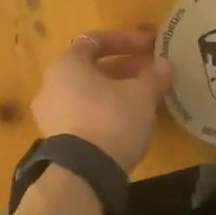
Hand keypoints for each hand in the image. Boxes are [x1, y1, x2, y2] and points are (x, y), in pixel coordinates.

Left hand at [32, 29, 173, 171]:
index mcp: (67, 65)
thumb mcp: (141, 95)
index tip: (151, 47)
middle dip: (125, 69)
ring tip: (146, 99)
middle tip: (153, 75)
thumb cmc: (111, 119)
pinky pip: (85, 116)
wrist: (84, 174)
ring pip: (89, 94)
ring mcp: (51, 115)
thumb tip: (165, 65)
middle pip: (92, 69)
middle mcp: (51, 85)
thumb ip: (154, 76)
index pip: (95, 41)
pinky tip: (130, 123)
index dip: (126, 41)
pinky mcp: (58, 140)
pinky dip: (106, 112)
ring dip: (117, 92)